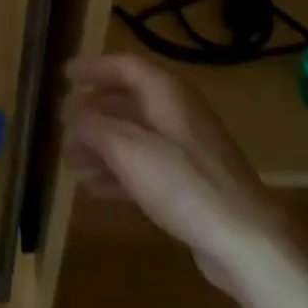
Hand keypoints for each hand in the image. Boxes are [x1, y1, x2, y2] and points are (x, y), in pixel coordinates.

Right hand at [62, 54, 295, 298]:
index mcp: (167, 94)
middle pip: (128, 101)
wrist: (245, 240)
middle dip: (92, 113)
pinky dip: (118, 171)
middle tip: (62, 126)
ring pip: (134, 136)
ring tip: (70, 162)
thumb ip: (95, 126)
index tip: (65, 75)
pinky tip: (94, 188)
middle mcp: (178, 114)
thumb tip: (71, 113)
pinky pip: (145, 166)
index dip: (94, 68)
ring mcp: (187, 150)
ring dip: (101, 145)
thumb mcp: (128, 150)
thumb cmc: (184, 184)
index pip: (126, 67)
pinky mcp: (190, 183)